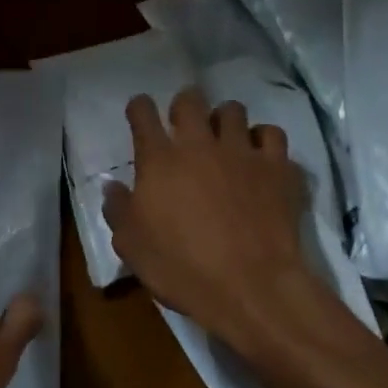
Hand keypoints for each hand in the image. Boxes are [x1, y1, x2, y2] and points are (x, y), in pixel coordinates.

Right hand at [104, 88, 332, 359]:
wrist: (252, 288)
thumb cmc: (182, 268)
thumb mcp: (132, 246)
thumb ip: (118, 209)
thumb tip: (111, 186)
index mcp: (159, 160)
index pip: (143, 112)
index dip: (139, 108)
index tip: (139, 114)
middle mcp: (199, 144)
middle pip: (190, 99)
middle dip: (184, 105)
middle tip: (184, 125)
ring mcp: (242, 152)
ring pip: (233, 110)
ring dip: (224, 119)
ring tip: (224, 139)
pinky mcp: (277, 168)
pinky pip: (272, 134)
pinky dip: (264, 140)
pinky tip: (260, 156)